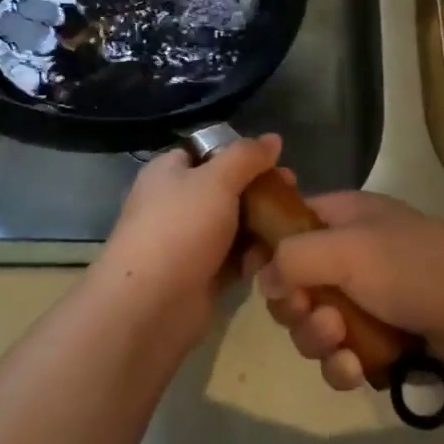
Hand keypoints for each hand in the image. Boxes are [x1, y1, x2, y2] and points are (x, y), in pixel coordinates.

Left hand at [90, 133, 284, 348]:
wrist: (150, 306)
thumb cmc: (180, 227)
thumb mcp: (217, 179)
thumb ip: (247, 156)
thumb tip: (273, 138)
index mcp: (169, 172)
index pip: (207, 152)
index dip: (241, 154)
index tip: (276, 161)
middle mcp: (175, 204)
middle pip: (225, 189)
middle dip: (259, 191)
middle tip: (292, 193)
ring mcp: (186, 243)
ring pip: (233, 225)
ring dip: (261, 226)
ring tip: (291, 227)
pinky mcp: (199, 277)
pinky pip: (233, 259)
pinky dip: (252, 257)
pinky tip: (276, 257)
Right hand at [254, 191, 443, 391]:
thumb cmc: (414, 267)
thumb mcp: (348, 249)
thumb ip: (295, 257)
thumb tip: (264, 278)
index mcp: (342, 218)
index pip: (288, 223)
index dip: (268, 248)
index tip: (256, 275)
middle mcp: (348, 256)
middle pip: (294, 283)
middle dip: (295, 306)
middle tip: (310, 312)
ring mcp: (364, 301)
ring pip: (312, 325)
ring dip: (317, 338)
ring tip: (339, 341)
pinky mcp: (377, 343)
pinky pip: (338, 357)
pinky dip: (340, 366)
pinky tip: (354, 370)